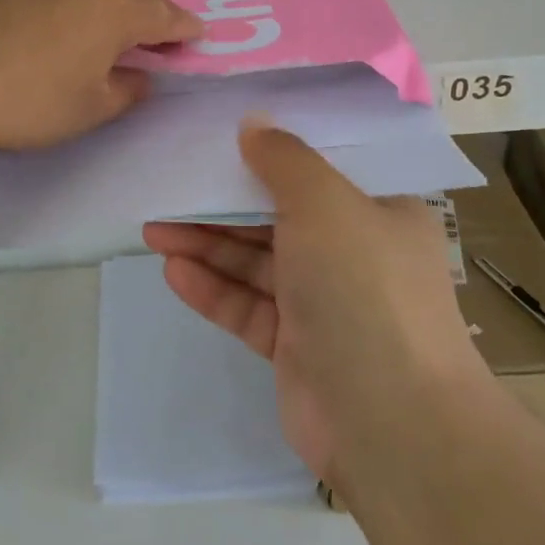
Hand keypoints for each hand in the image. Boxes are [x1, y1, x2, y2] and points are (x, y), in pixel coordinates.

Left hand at [0, 0, 201, 154]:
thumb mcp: (86, 110)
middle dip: (146, 1)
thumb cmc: (22, 100)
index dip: (185, 28)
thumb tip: (140, 76)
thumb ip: (126, 91)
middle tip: (142, 30)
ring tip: (86, 15)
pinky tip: (27, 13)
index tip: (196, 36)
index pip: (167, 14)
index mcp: (116, 6)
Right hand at [143, 121, 485, 482]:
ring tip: (154, 230)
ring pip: (258, 262)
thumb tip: (254, 123)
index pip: (322, 171)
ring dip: (209, 245)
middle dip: (224, 204)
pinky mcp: (296, 347)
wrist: (390, 421)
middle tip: (170, 188)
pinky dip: (214, 289)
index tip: (224, 136)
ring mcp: (325, 303)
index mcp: (380, 212)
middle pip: (279, 216)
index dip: (273, 152)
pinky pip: (249, 307)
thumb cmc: (363, 287)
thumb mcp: (326, 204)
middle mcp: (355, 253)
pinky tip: (174, 272)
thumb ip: (285, 160)